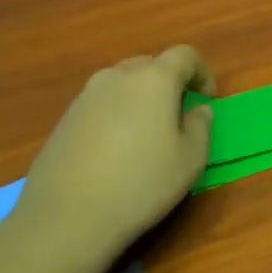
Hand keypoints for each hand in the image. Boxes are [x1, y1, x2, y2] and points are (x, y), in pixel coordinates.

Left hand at [19, 46, 216, 255]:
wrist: (66, 217)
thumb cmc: (141, 183)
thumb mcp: (190, 160)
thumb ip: (201, 126)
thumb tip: (198, 110)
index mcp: (154, 79)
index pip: (184, 55)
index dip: (202, 72)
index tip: (206, 99)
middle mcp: (118, 76)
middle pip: (150, 65)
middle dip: (169, 83)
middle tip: (177, 115)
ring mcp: (86, 96)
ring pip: (122, 84)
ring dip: (140, 98)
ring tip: (146, 134)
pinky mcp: (64, 118)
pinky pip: (100, 104)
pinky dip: (115, 114)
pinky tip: (115, 151)